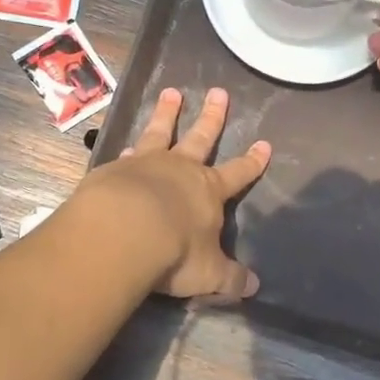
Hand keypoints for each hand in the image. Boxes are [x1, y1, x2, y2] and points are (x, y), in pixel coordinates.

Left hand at [83, 87, 270, 302]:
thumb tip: (254, 287)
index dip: (252, 161)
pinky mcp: (115, 169)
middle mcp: (180, 169)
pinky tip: (126, 147)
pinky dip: (129, 149)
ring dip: (168, 113)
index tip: (264, 143)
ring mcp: (146, 164)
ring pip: (161, 132)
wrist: (122, 232)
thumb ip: (230, 278)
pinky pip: (127, 155)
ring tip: (171, 93)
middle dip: (212, 117)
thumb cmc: (174, 252)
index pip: (238, 173)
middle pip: (201, 137)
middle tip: (218, 91)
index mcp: (208, 190)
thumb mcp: (208, 273)